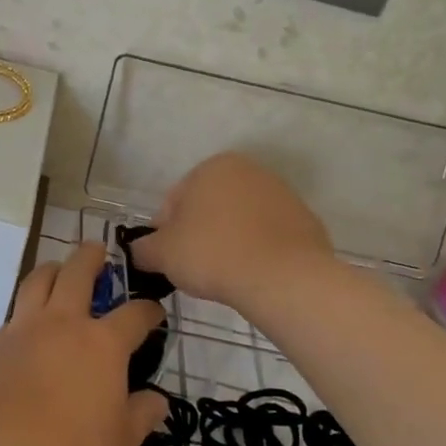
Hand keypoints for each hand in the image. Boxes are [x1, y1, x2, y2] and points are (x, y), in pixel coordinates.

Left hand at [0, 243, 168, 445]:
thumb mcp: (120, 445)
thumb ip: (140, 418)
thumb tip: (158, 401)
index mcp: (102, 344)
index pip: (133, 316)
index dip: (148, 310)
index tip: (155, 310)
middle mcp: (62, 324)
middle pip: (77, 273)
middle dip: (91, 257)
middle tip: (97, 249)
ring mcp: (22, 330)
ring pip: (37, 281)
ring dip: (51, 269)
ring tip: (56, 269)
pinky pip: (10, 317)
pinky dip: (22, 314)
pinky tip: (23, 331)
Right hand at [129, 153, 336, 311]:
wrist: (284, 279)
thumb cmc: (213, 254)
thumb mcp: (162, 253)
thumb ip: (143, 248)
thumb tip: (140, 251)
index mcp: (213, 167)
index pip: (174, 200)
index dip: (165, 232)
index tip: (168, 259)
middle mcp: (250, 171)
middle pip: (209, 207)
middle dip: (199, 234)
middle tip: (194, 269)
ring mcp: (283, 195)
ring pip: (240, 221)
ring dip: (228, 242)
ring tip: (224, 275)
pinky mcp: (306, 222)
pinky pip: (268, 238)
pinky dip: (257, 252)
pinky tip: (252, 275)